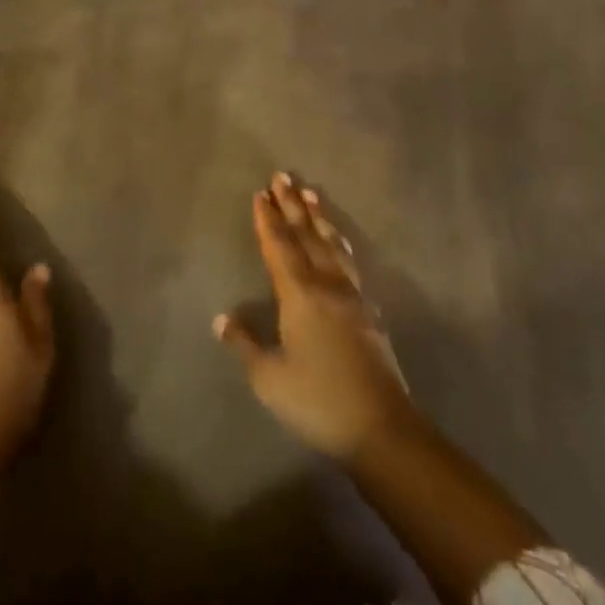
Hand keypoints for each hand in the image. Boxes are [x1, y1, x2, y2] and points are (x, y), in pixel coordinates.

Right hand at [215, 173, 417, 461]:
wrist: (382, 428)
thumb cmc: (318, 400)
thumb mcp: (269, 378)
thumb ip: (245, 344)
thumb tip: (221, 319)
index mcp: (299, 295)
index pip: (279, 247)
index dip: (268, 220)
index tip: (261, 193)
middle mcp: (326, 286)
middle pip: (307, 236)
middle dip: (292, 206)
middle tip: (282, 176)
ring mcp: (352, 297)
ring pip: (332, 245)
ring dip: (319, 217)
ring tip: (310, 193)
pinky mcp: (369, 313)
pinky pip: (349, 264)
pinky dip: (340, 243)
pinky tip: (340, 242)